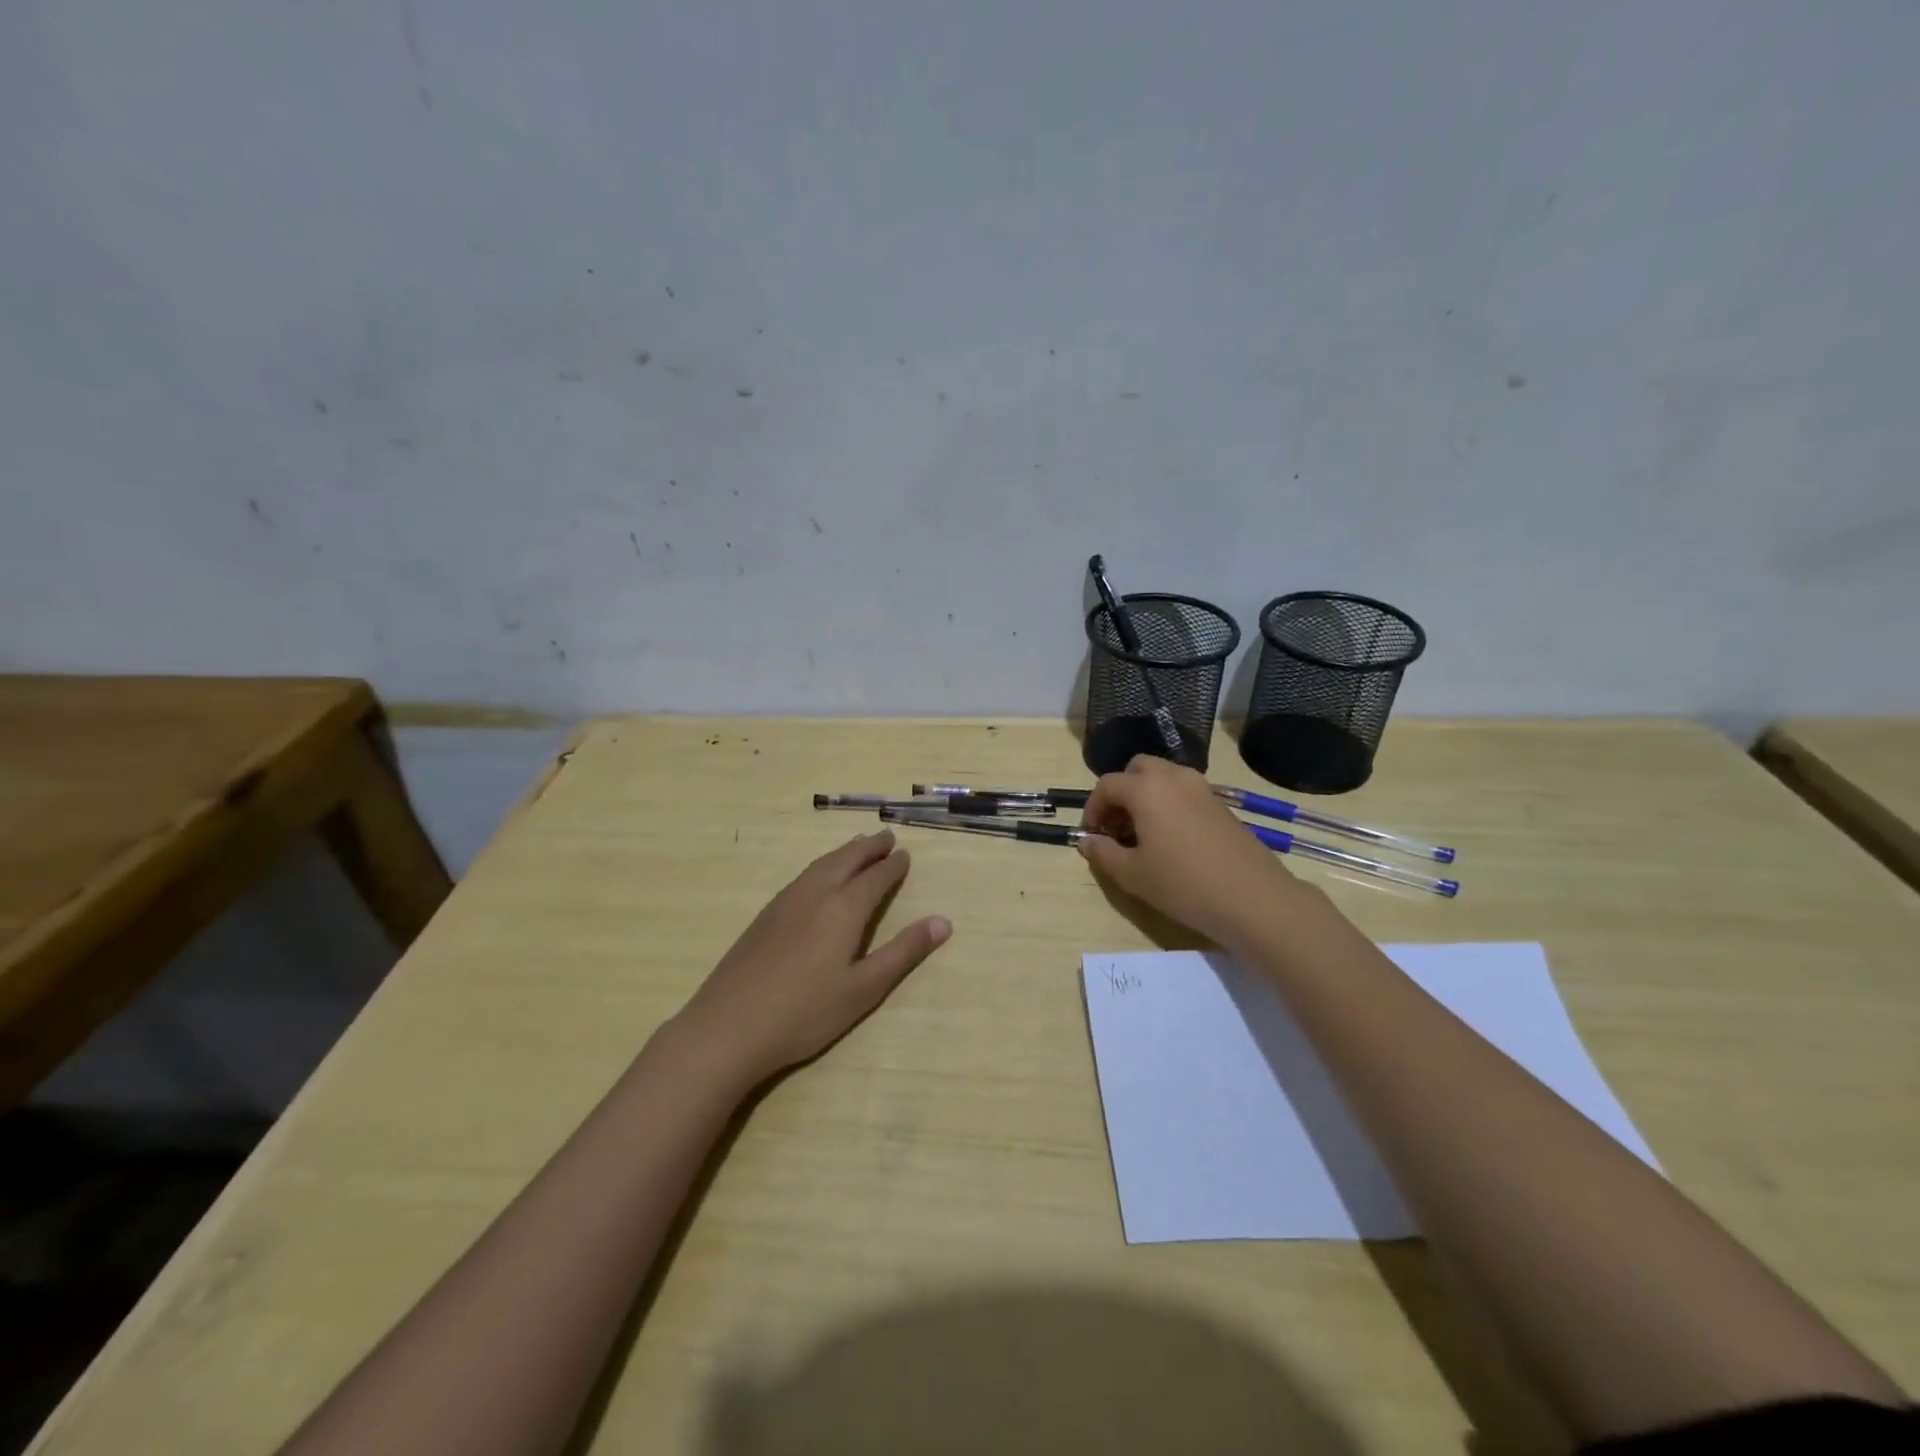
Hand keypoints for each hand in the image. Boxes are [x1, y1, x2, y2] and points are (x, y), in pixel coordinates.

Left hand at [671, 830, 950, 1087]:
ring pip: (821, 865)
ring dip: (844, 852)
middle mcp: (815, 894)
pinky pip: (802, 876)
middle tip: (886, 837)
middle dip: (869, 848)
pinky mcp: (764, 916)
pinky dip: (821, 865)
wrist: (727, 1027)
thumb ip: (903, 952)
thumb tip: (943, 921)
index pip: (875, 878)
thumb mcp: (864, 989)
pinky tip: (818, 877)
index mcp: (843, 909)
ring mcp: (785, 902)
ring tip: (857, 846)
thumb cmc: (805, 1014)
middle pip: (846, 860)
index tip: (905, 855)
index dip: (893, 866)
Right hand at [1079, 755, 1306, 947]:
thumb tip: (1087, 841)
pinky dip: (1169, 804)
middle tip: (1116, 826)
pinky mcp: (1221, 804)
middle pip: (1137, 769)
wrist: (1253, 898)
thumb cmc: (1183, 884)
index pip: (1107, 785)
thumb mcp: (1132, 874)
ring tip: (1142, 834)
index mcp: (1146, 788)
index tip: (1092, 835)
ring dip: (1145, 796)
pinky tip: (1171, 840)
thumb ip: (1103, 853)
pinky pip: (1184, 792)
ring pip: (1163, 777)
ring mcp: (1202, 788)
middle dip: (1121, 792)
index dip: (1093, 808)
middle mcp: (1174, 778)